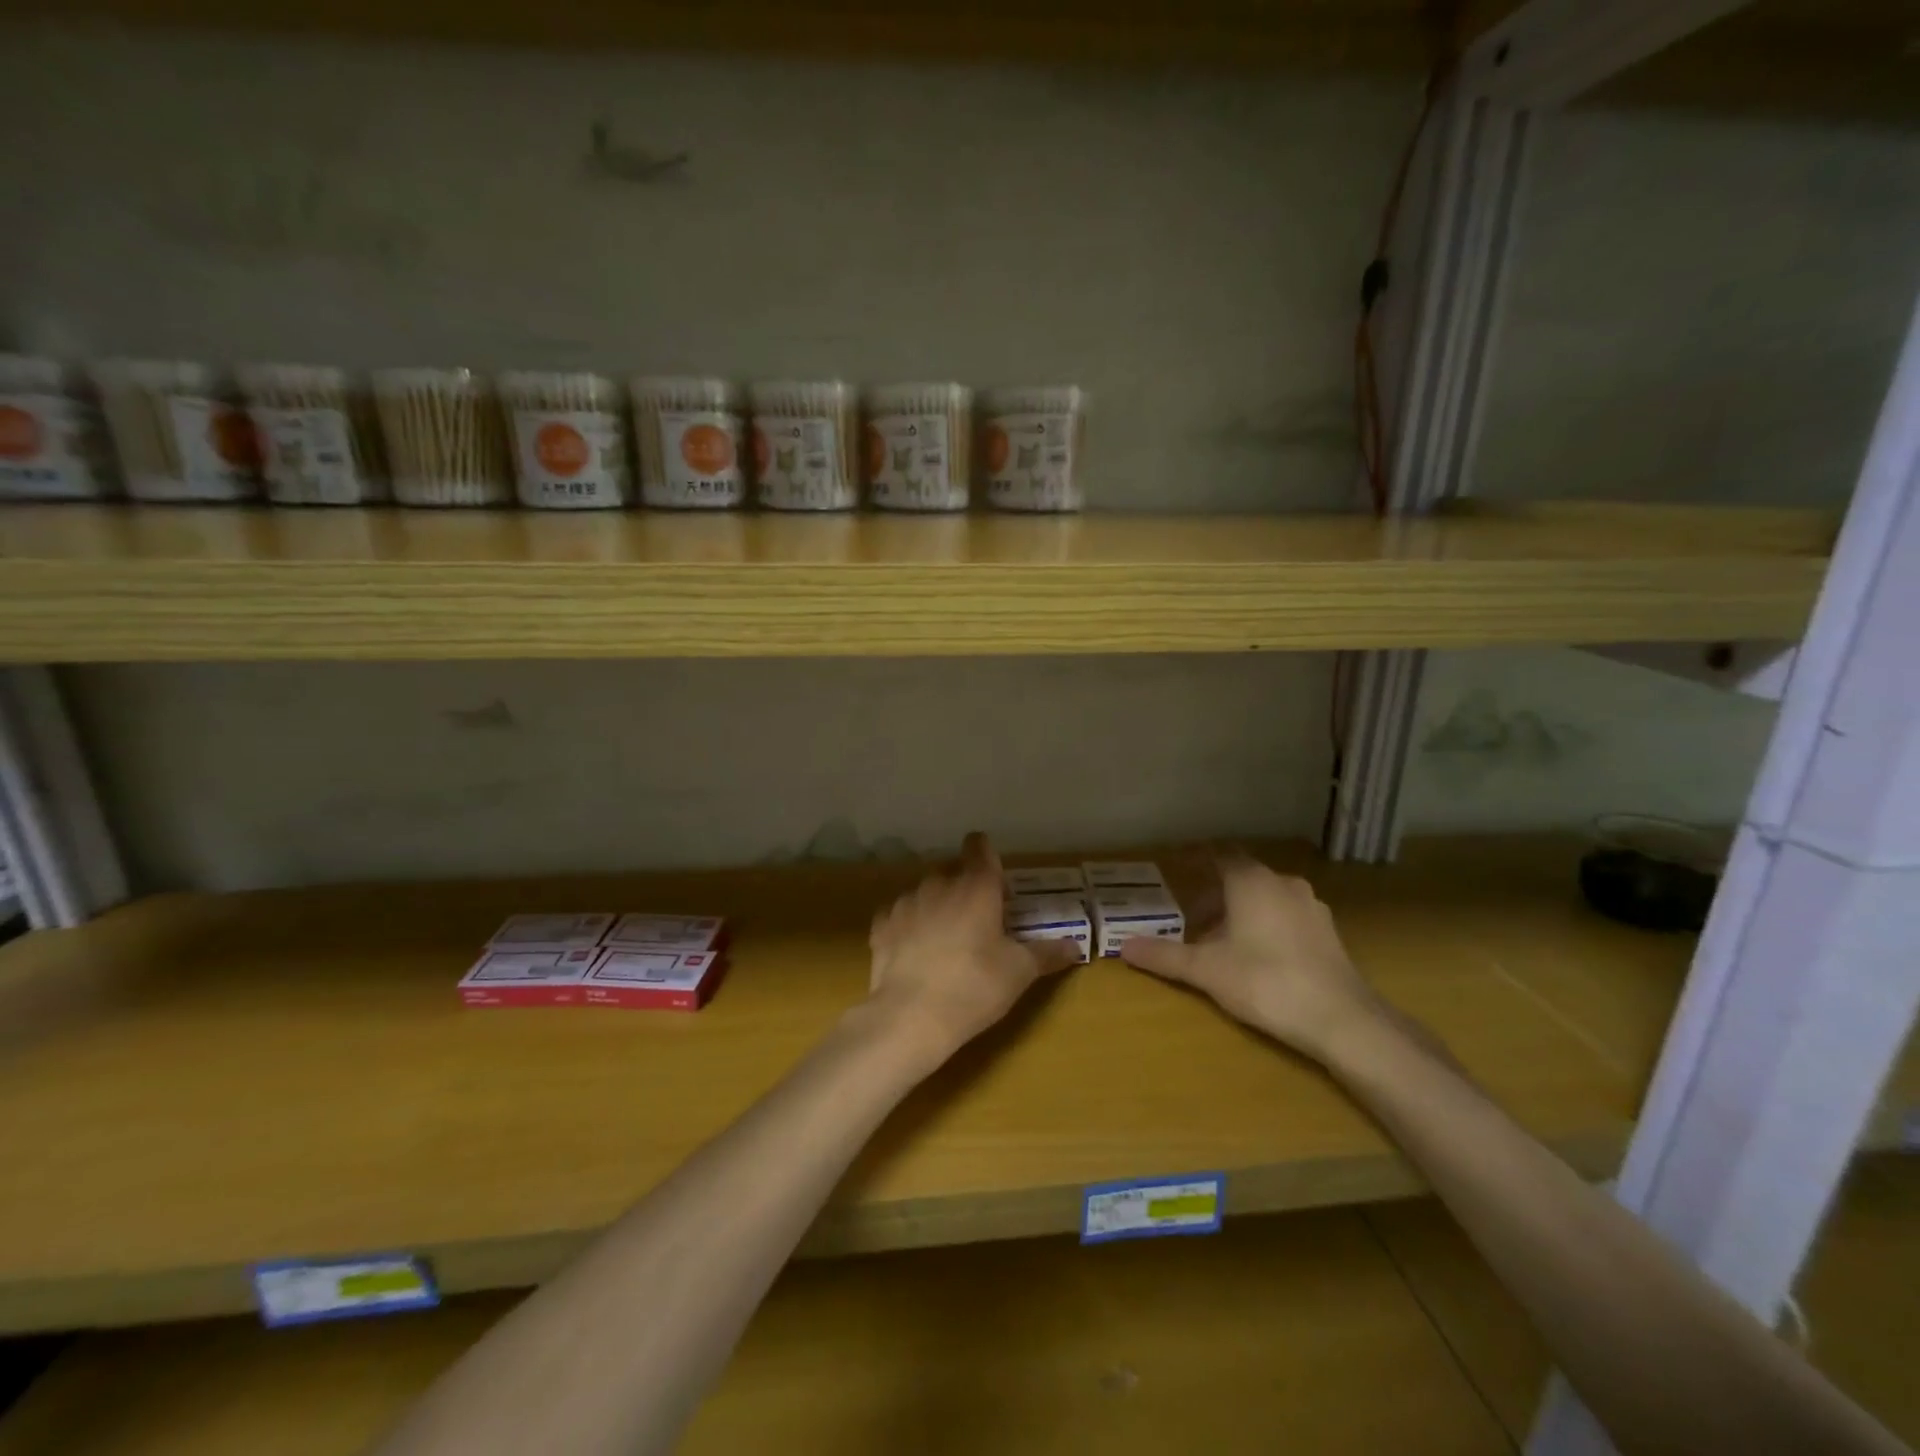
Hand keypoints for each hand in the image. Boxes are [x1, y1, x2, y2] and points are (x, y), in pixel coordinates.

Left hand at [867, 833, 1081, 1061]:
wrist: (911, 1016)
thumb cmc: (974, 986)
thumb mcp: (1019, 972)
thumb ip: (1047, 953)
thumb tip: (1074, 946)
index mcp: (976, 886)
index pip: (979, 846)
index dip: (986, 856)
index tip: (994, 880)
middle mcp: (939, 883)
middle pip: (953, 871)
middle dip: (964, 888)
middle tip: (977, 922)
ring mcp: (906, 901)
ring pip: (925, 892)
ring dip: (936, 907)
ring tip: (944, 942)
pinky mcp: (881, 924)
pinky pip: (899, 915)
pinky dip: (908, 927)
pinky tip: (914, 952)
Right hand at [1120, 853, 1383, 1062]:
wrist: (1342, 1019)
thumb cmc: (1265, 981)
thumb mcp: (1206, 970)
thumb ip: (1164, 955)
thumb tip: (1124, 947)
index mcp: (1251, 881)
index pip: (1219, 855)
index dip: (1197, 860)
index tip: (1178, 868)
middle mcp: (1282, 883)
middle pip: (1241, 877)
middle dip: (1215, 894)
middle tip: (1191, 917)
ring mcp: (1311, 906)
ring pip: (1266, 897)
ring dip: (1241, 911)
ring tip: (1221, 940)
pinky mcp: (1327, 932)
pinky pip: (1286, 915)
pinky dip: (1266, 924)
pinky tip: (1257, 955)